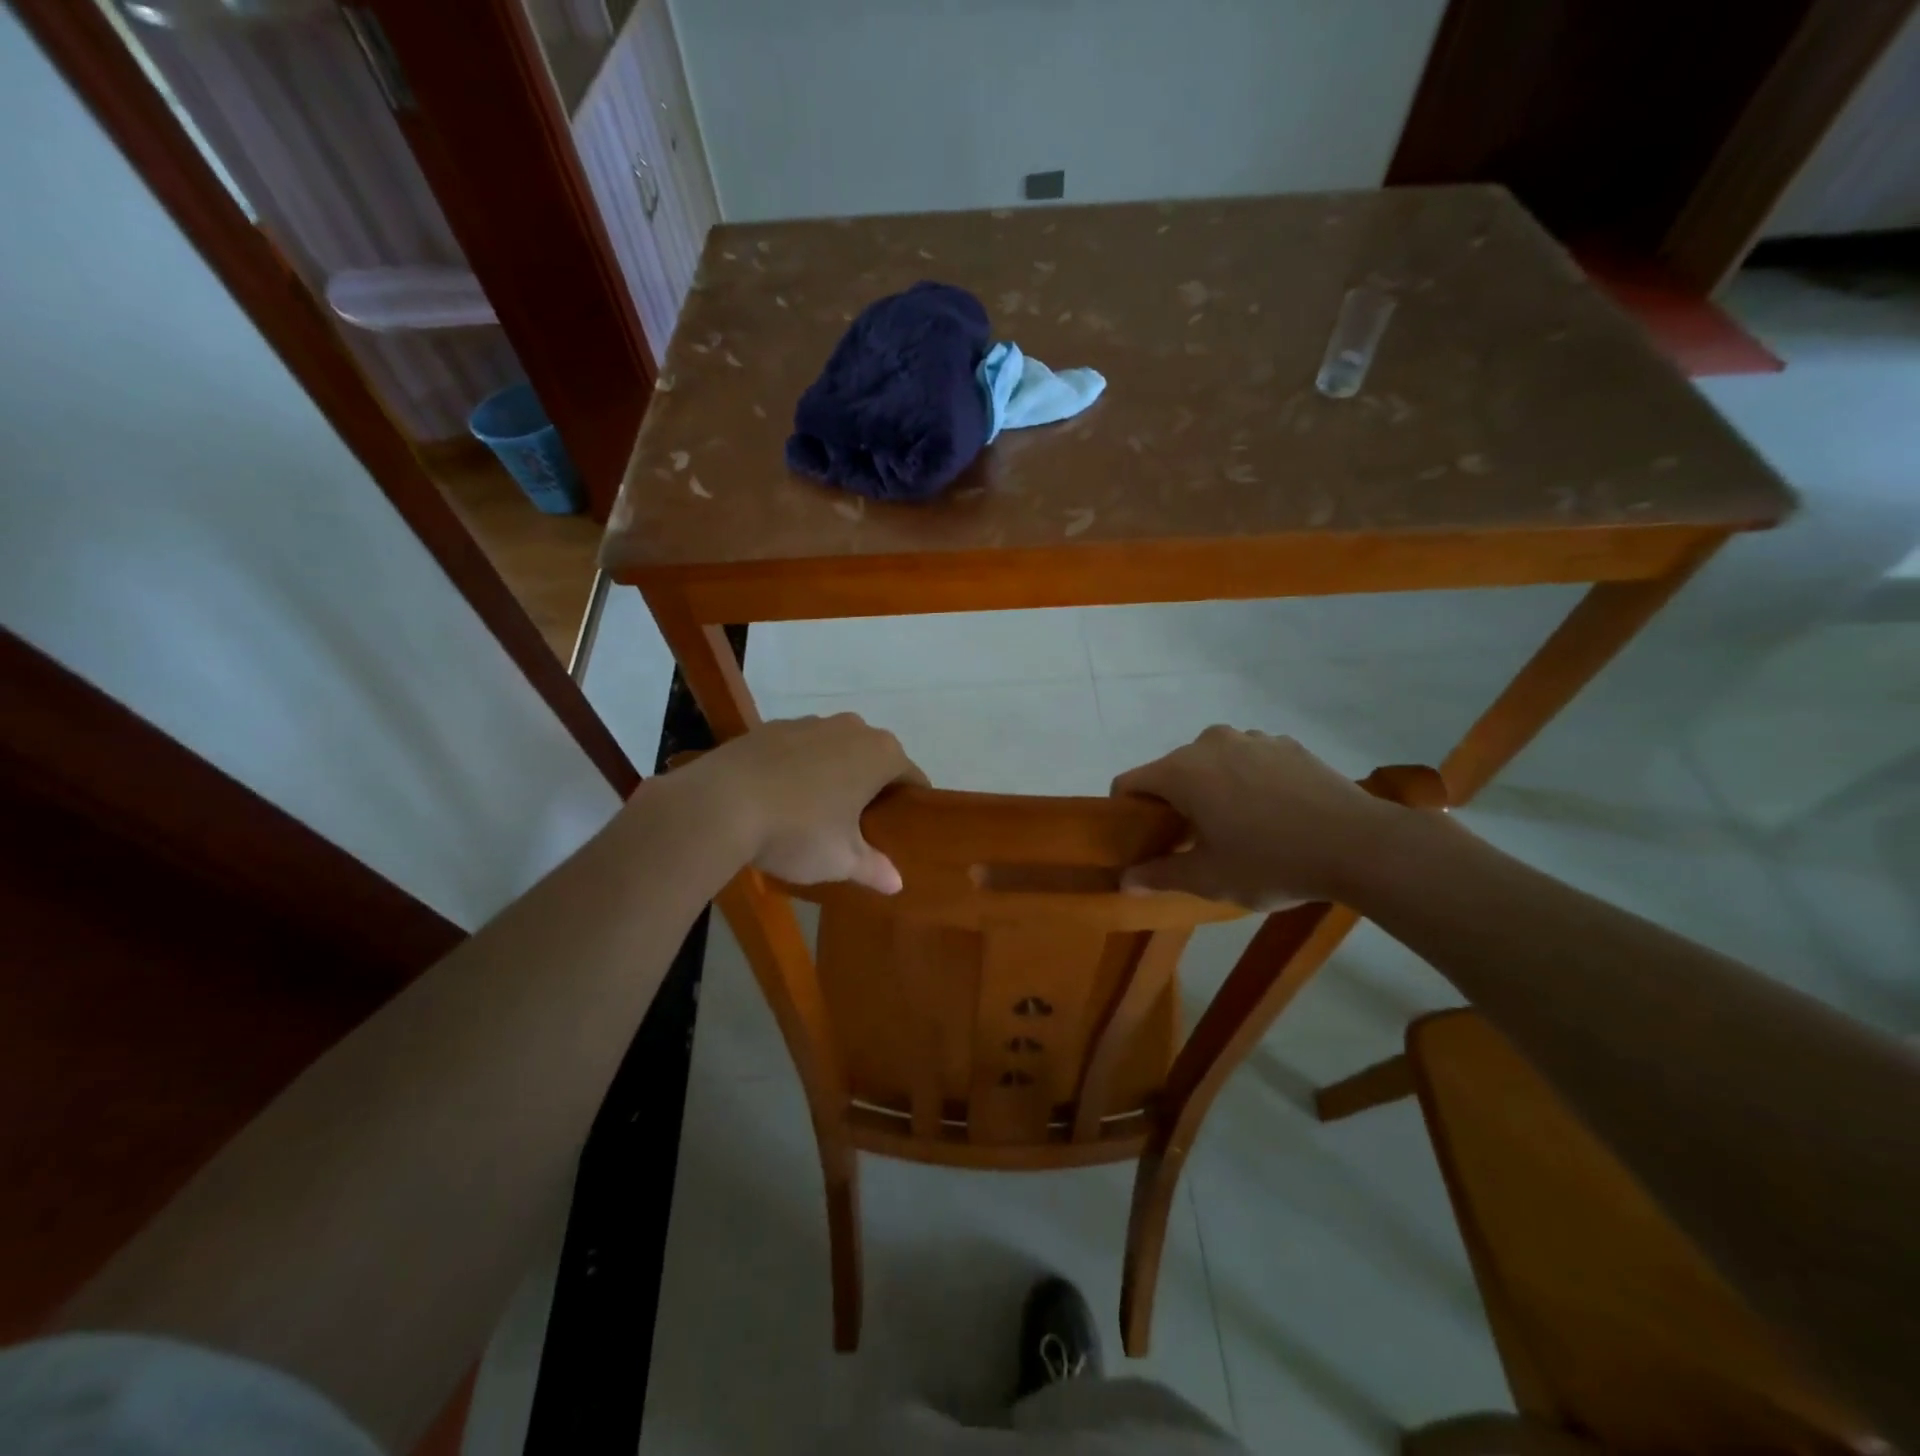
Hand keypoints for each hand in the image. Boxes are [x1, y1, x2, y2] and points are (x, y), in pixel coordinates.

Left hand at [695, 714, 925, 892]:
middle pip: (874, 759)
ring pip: (835, 749)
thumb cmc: (798, 831)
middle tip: (858, 826)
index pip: (912, 778)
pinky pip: (799, 748)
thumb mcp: (840, 860)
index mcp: (880, 754)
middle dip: (871, 787)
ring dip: (834, 774)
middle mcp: (851, 728)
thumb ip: (873, 868)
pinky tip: (781, 797)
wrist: (719, 804)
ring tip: (815, 812)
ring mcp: (809, 722)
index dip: (910, 804)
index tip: (900, 828)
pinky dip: (799, 767)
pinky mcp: (770, 727)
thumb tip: (896, 884)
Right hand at [1111, 727, 1406, 908]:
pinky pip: (1248, 759)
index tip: (1145, 841)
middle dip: (1173, 803)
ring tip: (1239, 827)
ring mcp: (1252, 738)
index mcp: (1182, 771)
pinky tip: (1274, 813)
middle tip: (1194, 842)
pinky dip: (1247, 781)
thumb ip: (1159, 874)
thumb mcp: (1209, 879)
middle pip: (1171, 771)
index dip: (1127, 813)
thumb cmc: (1272, 862)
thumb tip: (1125, 880)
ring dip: (1212, 789)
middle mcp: (1210, 743)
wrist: (1360, 845)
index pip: (1129, 783)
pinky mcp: (1286, 744)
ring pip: (1211, 763)